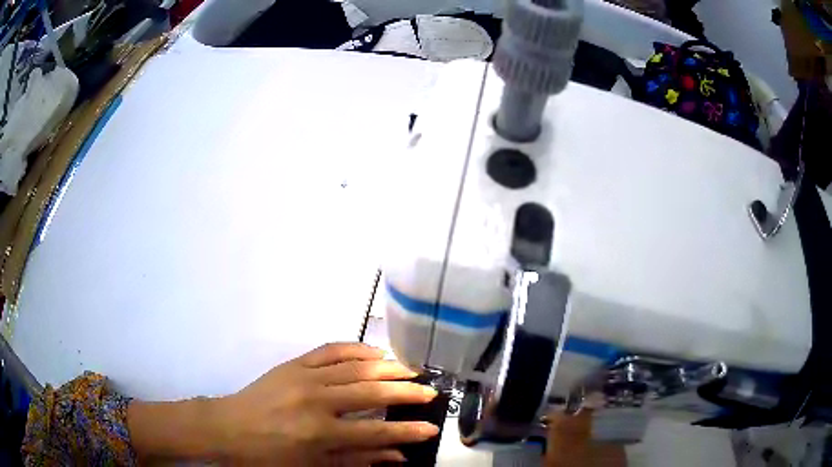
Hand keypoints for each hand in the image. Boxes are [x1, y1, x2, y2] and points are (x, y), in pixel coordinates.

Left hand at [213, 343, 439, 464]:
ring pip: (355, 367)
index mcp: (320, 433)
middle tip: (430, 392)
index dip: (407, 431)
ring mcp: (304, 377)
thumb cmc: (270, 456)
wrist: (228, 428)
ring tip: (410, 370)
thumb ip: (357, 460)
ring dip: (387, 368)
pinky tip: (375, 352)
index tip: (432, 427)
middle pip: (372, 394)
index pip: (375, 432)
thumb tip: (396, 456)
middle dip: (406, 393)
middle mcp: (317, 401)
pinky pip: (330, 350)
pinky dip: (356, 348)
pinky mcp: (294, 363)